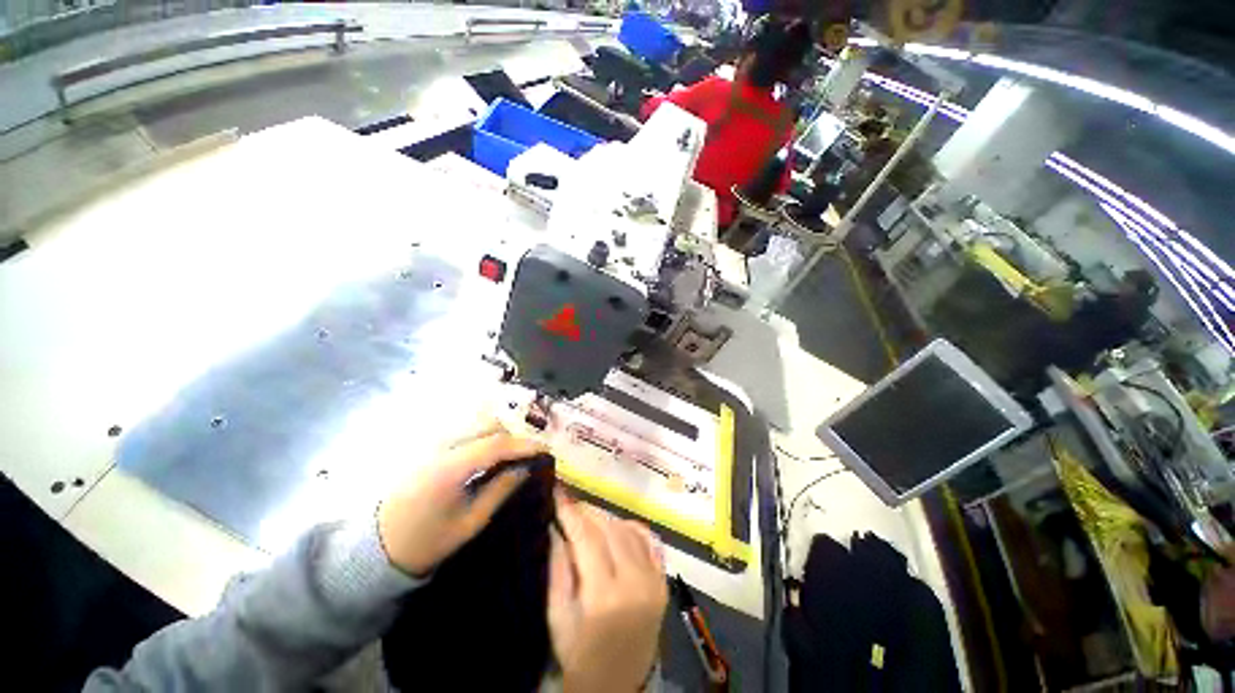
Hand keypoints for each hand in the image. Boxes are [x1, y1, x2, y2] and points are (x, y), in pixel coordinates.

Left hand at [377, 419, 545, 575]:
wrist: (377, 546)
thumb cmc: (426, 540)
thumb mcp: (470, 522)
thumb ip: (501, 489)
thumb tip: (527, 468)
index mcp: (450, 467)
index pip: (496, 444)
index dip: (524, 444)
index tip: (546, 449)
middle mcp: (442, 446)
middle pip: (487, 424)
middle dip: (514, 434)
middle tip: (531, 451)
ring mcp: (434, 443)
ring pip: (476, 423)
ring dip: (501, 431)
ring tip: (516, 450)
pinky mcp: (430, 445)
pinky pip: (465, 429)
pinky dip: (485, 433)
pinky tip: (493, 449)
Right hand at [548, 492, 667, 692]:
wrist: (620, 687)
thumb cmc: (580, 657)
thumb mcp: (558, 619)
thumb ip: (557, 570)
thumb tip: (557, 528)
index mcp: (604, 596)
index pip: (586, 538)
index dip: (571, 512)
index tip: (558, 492)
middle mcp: (634, 582)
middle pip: (608, 529)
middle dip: (587, 513)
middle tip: (570, 506)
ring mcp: (654, 580)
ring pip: (628, 530)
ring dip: (606, 518)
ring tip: (588, 517)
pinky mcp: (664, 582)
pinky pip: (648, 540)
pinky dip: (631, 527)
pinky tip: (616, 526)